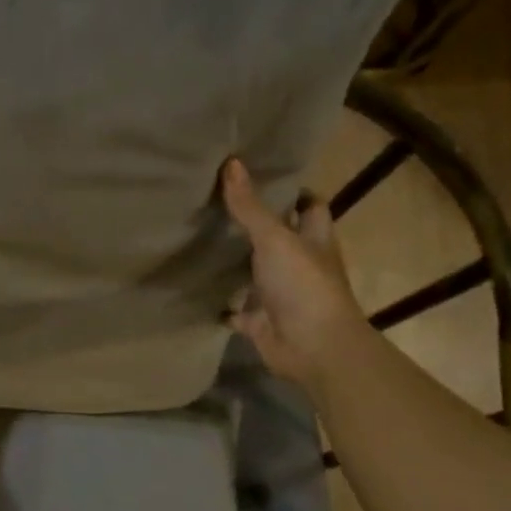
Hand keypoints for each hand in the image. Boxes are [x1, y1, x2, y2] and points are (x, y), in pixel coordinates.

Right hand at [221, 158, 368, 388]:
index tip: (262, 177)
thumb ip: (250, 206)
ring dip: (235, 263)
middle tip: (218, 203)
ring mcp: (279, 294)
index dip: (293, 192)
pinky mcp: (259, 320)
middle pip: (278, 238)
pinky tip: (197, 288)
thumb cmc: (304, 286)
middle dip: (254, 225)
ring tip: (200, 239)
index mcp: (313, 240)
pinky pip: (235, 309)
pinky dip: (220, 303)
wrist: (313, 348)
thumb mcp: (274, 239)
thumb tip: (231, 162)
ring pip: (255, 272)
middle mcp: (299, 264)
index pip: (309, 207)